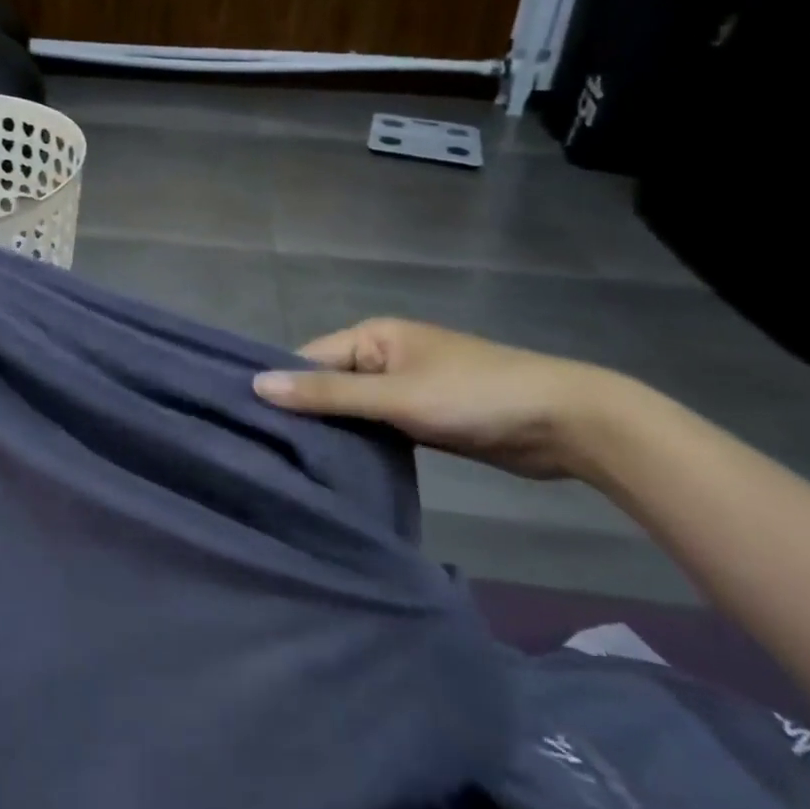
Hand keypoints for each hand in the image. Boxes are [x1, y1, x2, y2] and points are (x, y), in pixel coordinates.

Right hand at [252, 319, 627, 479]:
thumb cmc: (473, 396)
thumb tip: (258, 385)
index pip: (308, 358)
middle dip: (303, 413)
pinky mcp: (422, 419)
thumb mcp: (395, 395)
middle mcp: (382, 357)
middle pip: (328, 383)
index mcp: (372, 337)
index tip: (244, 421)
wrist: (565, 423)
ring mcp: (404, 389)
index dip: (280, 386)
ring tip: (288, 466)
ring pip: (352, 409)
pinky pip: (377, 428)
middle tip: (261, 452)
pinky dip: (360, 445)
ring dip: (332, 433)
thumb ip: (328, 393)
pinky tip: (336, 472)